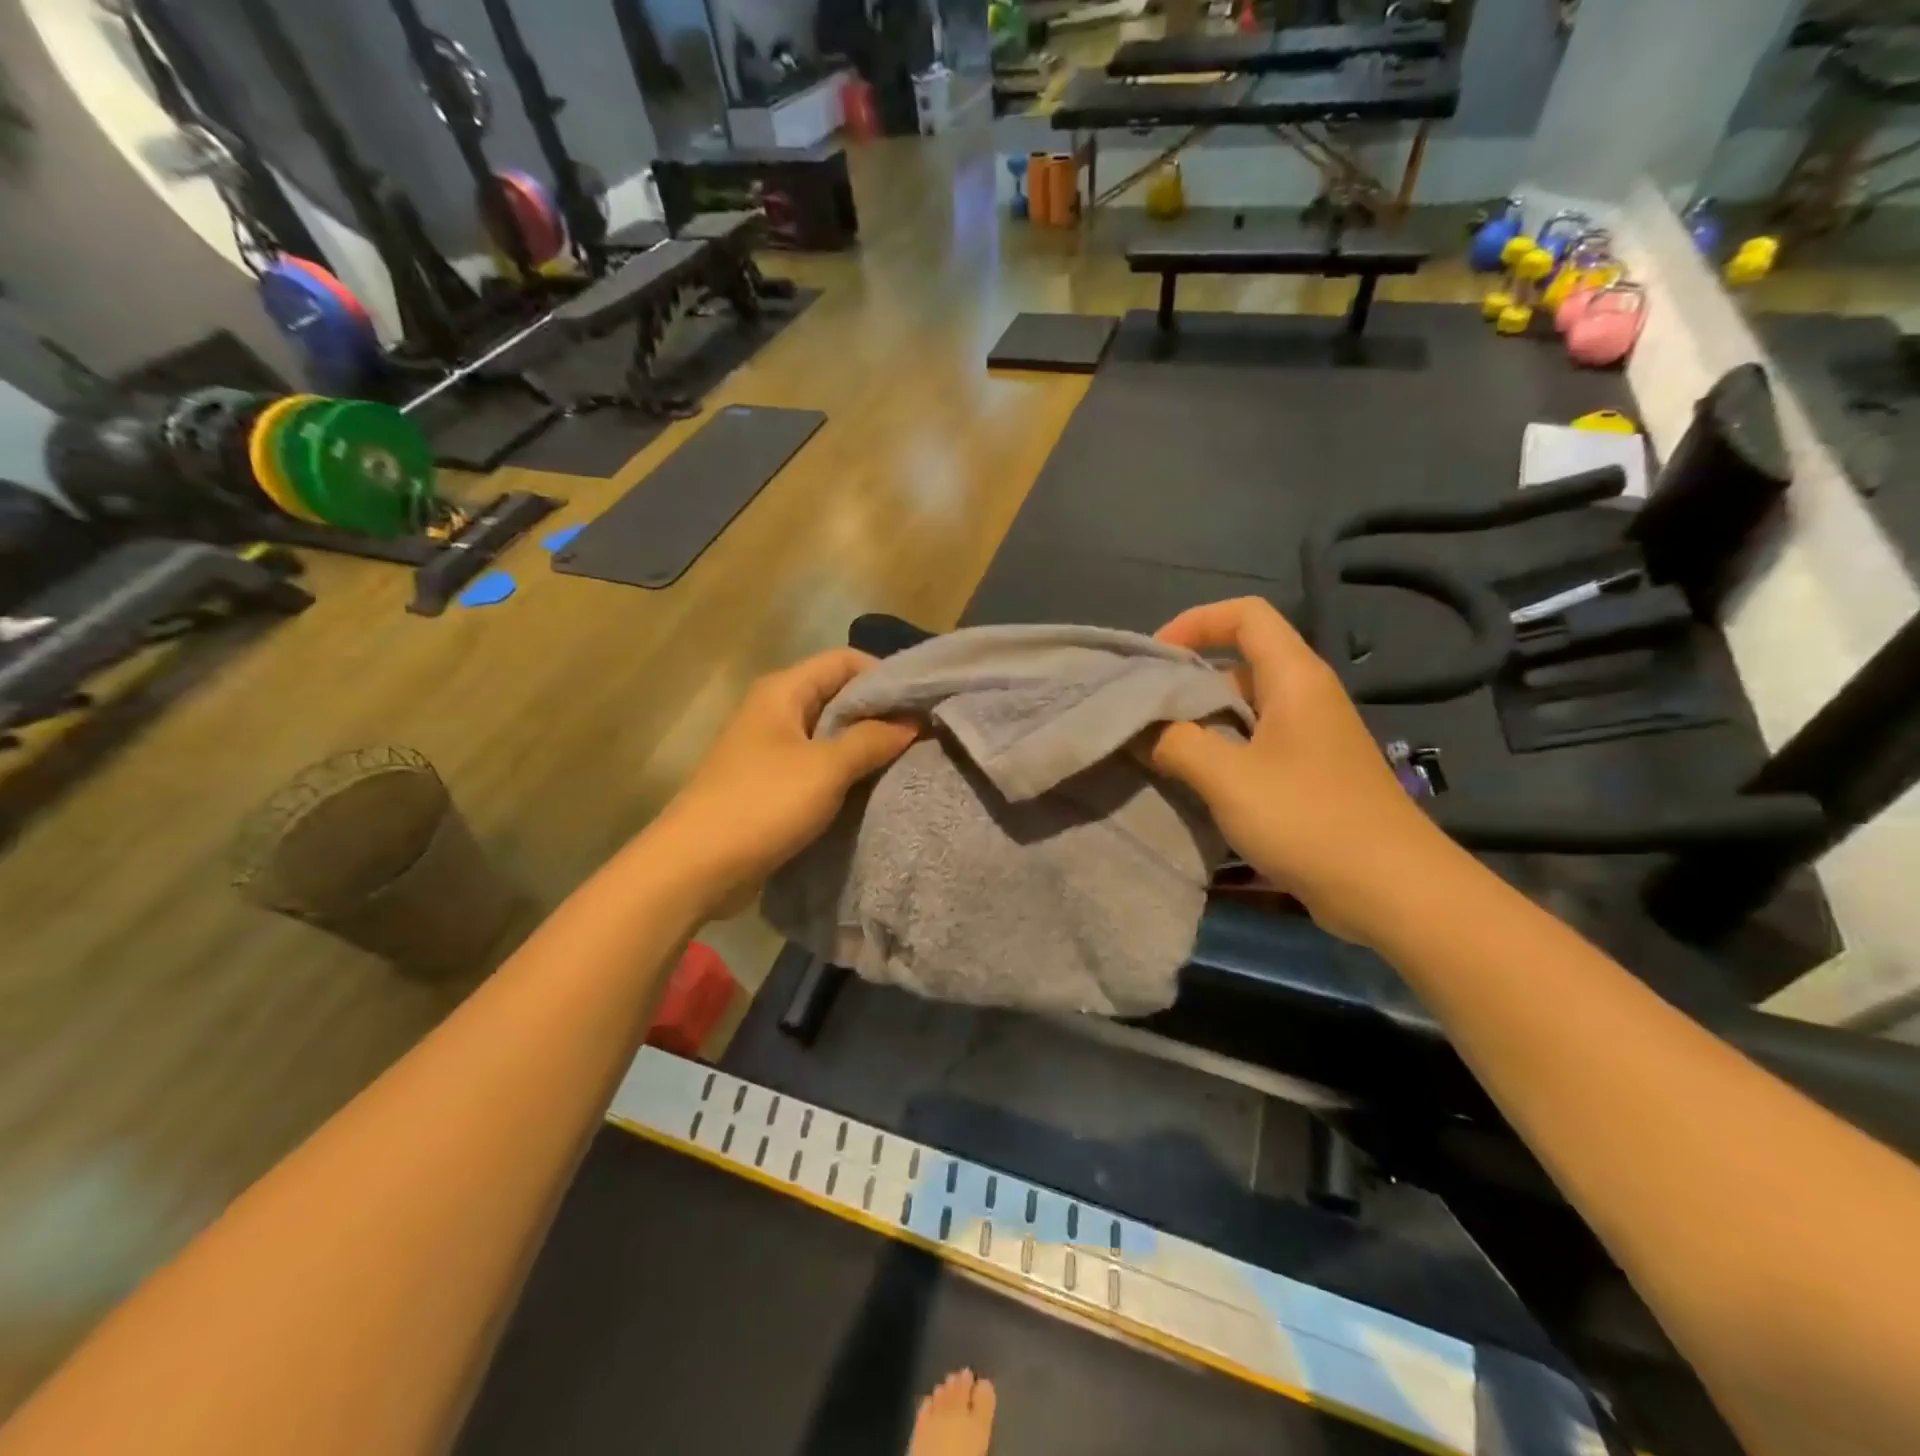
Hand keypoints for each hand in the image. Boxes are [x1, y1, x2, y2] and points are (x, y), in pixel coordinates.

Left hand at [654, 649, 917, 916]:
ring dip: (866, 745)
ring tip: (908, 760)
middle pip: (839, 695)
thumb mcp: (826, 768)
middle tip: (924, 734)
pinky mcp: (772, 783)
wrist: (696, 867)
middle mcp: (776, 710)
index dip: (886, 675)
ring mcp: (772, 748)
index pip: (845, 661)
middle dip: (881, 712)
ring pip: (830, 733)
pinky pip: (819, 765)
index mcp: (783, 691)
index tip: (922, 702)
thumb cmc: (762, 804)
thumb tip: (914, 721)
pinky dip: (846, 771)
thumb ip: (873, 740)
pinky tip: (874, 787)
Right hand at [1146, 598, 1453, 944]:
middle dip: (1187, 679)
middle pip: (1240, 661)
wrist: (1392, 890)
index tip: (1155, 659)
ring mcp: (1310, 738)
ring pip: (1244, 709)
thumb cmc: (1308, 818)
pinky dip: (1219, 752)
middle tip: (1141, 710)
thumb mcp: (1227, 777)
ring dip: (1199, 722)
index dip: (1196, 622)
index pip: (1246, 614)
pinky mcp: (1310, 775)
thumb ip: (1174, 743)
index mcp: (1294, 678)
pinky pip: (1255, 745)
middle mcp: (1305, 697)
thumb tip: (1137, 728)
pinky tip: (1190, 782)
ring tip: (1154, 747)